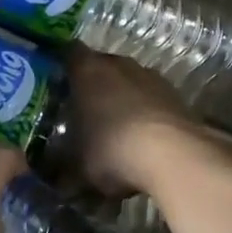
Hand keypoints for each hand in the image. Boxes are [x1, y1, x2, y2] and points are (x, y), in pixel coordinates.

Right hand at [64, 48, 231, 198]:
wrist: (173, 155)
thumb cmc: (112, 148)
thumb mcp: (78, 165)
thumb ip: (65, 165)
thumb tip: (60, 179)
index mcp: (87, 70)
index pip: (68, 53)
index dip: (62, 66)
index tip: (56, 83)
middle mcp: (118, 64)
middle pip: (101, 66)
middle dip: (93, 85)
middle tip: (84, 110)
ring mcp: (149, 76)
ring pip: (128, 81)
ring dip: (122, 98)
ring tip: (115, 127)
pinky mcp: (174, 94)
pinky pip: (151, 98)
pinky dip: (145, 111)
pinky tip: (143, 137)